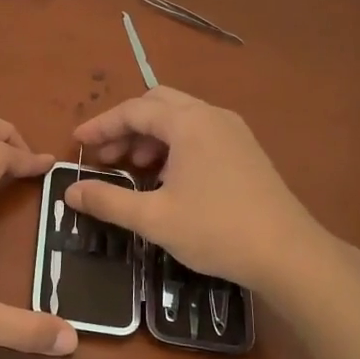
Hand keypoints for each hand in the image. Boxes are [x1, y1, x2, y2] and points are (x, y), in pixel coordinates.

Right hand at [64, 87, 327, 293]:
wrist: (289, 254)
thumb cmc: (216, 230)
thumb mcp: (153, 219)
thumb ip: (107, 201)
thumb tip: (70, 192)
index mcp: (189, 123)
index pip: (134, 110)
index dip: (101, 125)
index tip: (77, 142)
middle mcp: (212, 116)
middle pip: (158, 104)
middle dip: (126, 126)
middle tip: (105, 156)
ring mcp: (234, 131)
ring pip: (181, 117)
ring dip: (150, 135)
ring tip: (133, 168)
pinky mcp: (246, 150)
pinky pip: (200, 132)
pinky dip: (174, 144)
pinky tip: (167, 177)